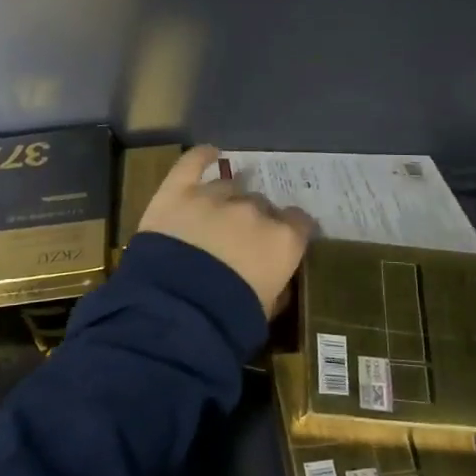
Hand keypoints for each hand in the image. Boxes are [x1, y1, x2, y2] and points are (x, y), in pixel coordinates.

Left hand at [137, 146, 315, 317]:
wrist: (176, 313)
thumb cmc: (229, 321)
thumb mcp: (267, 311)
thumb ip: (278, 285)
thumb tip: (279, 278)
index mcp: (282, 239)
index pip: (299, 222)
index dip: (291, 229)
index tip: (284, 239)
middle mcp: (253, 211)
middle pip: (260, 205)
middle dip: (253, 220)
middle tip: (239, 240)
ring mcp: (214, 197)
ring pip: (229, 187)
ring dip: (227, 199)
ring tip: (216, 216)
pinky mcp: (178, 192)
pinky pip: (192, 164)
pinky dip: (201, 156)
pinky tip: (209, 153)